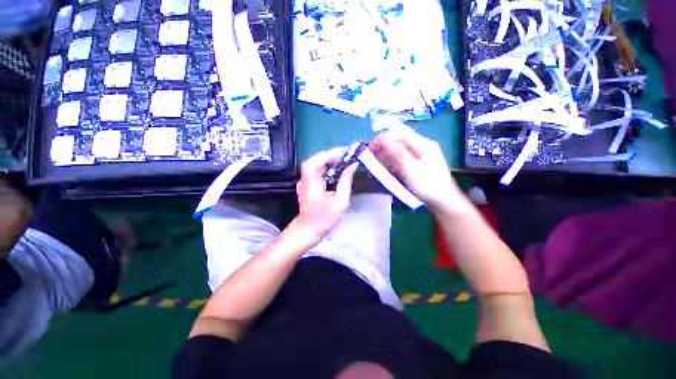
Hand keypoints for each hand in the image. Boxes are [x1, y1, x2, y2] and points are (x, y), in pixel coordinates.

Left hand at [294, 148, 357, 238]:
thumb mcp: (340, 203)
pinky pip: (316, 169)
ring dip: (329, 159)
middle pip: (314, 160)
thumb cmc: (324, 219)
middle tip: (347, 155)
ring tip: (344, 159)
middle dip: (331, 155)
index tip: (345, 153)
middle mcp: (304, 180)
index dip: (328, 155)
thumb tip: (352, 166)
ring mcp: (303, 181)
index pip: (314, 163)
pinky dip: (326, 165)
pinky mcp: (306, 183)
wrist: (307, 230)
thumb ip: (345, 183)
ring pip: (315, 163)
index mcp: (311, 185)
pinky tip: (335, 168)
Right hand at [371, 129, 467, 214]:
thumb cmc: (429, 187)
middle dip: (383, 144)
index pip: (401, 132)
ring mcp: (416, 156)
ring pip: (396, 149)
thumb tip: (383, 139)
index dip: (385, 136)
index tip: (372, 144)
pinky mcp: (412, 165)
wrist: (442, 202)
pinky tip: (381, 165)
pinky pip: (398, 159)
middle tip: (370, 153)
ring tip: (373, 160)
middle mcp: (419, 147)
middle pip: (398, 139)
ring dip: (384, 153)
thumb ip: (398, 154)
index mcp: (423, 144)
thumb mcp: (413, 171)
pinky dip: (389, 161)